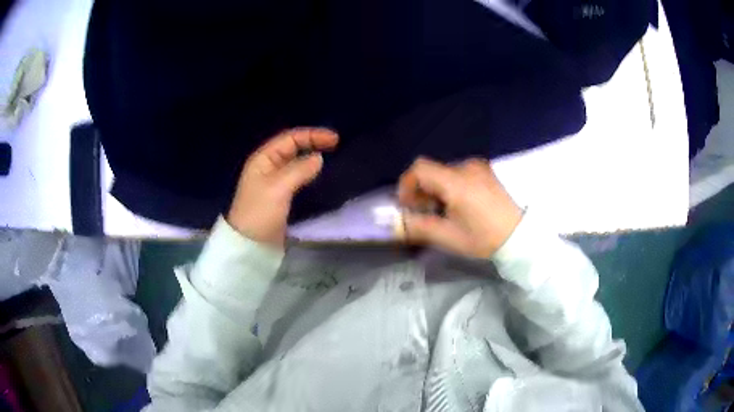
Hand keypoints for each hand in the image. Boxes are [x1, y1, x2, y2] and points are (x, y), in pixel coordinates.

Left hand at [227, 128, 338, 247]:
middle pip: (292, 148)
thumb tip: (319, 158)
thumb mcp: (278, 188)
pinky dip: (308, 173)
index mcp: (263, 159)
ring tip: (331, 158)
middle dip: (313, 143)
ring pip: (295, 163)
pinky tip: (319, 176)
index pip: (289, 138)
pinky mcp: (280, 197)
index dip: (312, 135)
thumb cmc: (260, 213)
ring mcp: (273, 182)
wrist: (249, 245)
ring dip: (311, 158)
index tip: (335, 139)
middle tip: (336, 146)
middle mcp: (268, 167)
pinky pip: (297, 177)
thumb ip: (299, 170)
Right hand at [397, 158, 522, 257]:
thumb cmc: (484, 237)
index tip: (408, 205)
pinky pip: (460, 173)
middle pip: (432, 171)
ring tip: (444, 212)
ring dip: (437, 189)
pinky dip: (451, 186)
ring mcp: (479, 167)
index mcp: (456, 182)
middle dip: (422, 190)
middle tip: (425, 213)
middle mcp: (466, 167)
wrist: (520, 235)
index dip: (406, 184)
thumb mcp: (448, 237)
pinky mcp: (486, 171)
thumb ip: (419, 227)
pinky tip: (460, 205)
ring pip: (445, 172)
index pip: (419, 168)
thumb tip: (398, 223)